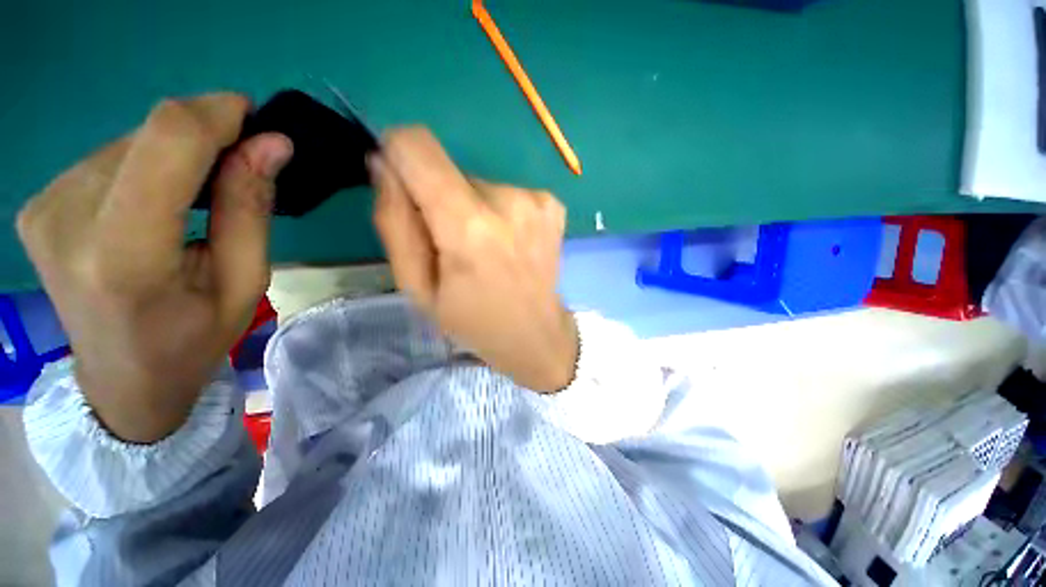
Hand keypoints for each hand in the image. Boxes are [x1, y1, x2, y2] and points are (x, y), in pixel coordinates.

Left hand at [17, 94, 292, 442]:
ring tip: (194, 202)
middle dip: (203, 140)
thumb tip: (272, 145)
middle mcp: (68, 218)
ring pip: (129, 142)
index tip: (255, 120)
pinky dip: (147, 168)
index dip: (215, 115)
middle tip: (237, 173)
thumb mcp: (244, 283)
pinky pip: (108, 158)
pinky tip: (156, 204)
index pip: (166, 142)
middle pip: (148, 136)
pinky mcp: (39, 203)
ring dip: (175, 158)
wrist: (121, 381)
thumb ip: (251, 210)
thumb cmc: (192, 341)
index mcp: (125, 254)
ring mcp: (44, 207)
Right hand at [371, 127, 577, 392]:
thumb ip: (394, 222)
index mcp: (469, 227)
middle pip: (450, 171)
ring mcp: (537, 200)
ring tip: (487, 251)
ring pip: (479, 183)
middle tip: (456, 246)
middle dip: (442, 201)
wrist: (535, 334)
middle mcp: (508, 201)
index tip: (405, 189)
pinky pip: (507, 192)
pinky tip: (510, 245)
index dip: (400, 156)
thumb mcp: (418, 286)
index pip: (417, 145)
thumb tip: (384, 163)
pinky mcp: (552, 204)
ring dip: (473, 210)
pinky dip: (500, 213)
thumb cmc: (473, 319)